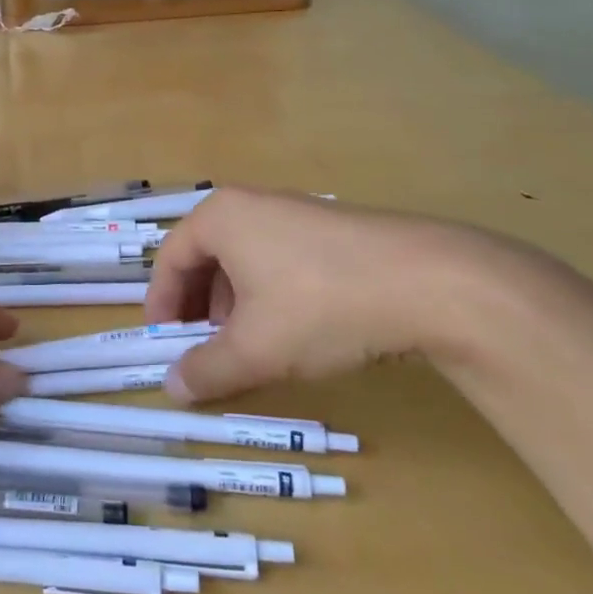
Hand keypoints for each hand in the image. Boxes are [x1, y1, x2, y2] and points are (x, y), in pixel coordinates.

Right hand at [143, 188, 522, 402]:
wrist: (431, 282)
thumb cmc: (321, 306)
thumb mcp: (256, 349)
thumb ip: (207, 370)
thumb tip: (171, 388)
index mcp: (221, 217)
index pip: (171, 258)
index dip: (161, 302)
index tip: (163, 340)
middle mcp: (253, 204)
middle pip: (206, 255)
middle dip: (198, 305)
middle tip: (201, 345)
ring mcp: (297, 212)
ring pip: (245, 259)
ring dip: (233, 303)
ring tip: (246, 344)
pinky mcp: (333, 229)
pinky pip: (281, 259)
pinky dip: (270, 294)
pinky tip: (292, 330)